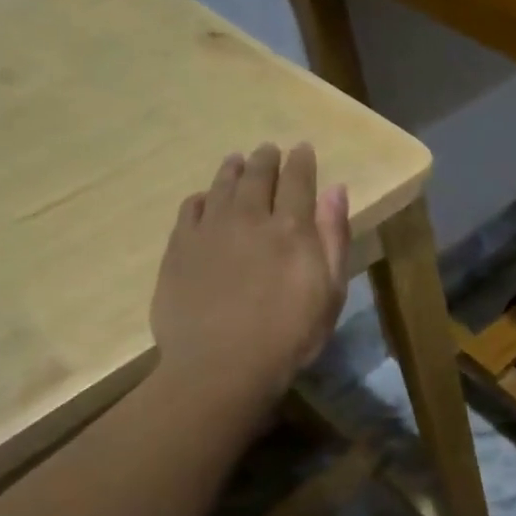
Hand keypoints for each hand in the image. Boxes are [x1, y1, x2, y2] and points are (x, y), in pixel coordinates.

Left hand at [150, 143, 350, 407]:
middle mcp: (250, 218)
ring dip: (232, 170)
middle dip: (266, 159)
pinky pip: (190, 210)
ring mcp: (209, 231)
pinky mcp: (179, 249)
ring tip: (237, 160)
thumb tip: (335, 190)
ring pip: (222, 187)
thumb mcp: (331, 291)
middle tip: (268, 148)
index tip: (302, 148)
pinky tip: (205, 199)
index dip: (302, 162)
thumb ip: (333, 237)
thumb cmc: (290, 335)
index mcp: (291, 228)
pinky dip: (201, 198)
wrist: (221, 367)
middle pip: (258, 176)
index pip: (298, 181)